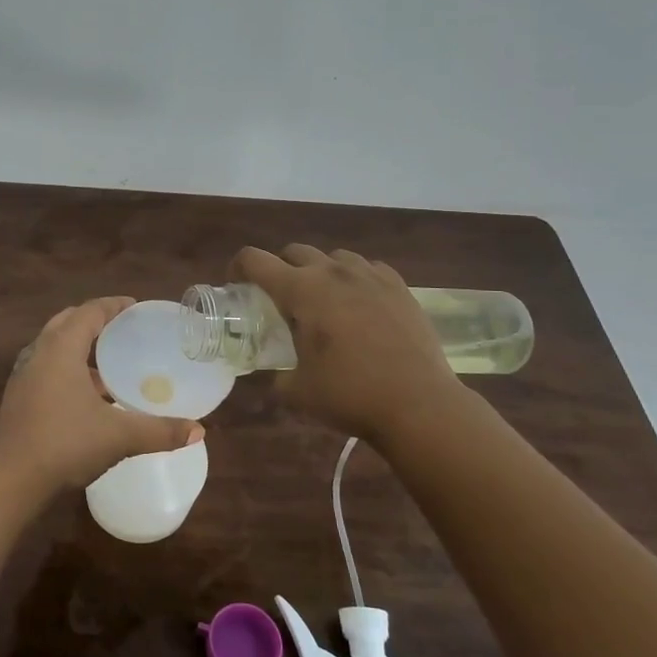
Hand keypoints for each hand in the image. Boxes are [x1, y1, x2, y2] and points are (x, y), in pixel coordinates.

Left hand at [0, 297, 202, 498]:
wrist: (10, 480)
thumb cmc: (65, 444)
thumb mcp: (119, 436)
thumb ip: (159, 431)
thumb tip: (199, 431)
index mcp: (61, 348)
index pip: (89, 312)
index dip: (113, 305)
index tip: (134, 307)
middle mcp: (39, 353)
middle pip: (67, 322)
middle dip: (94, 321)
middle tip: (122, 330)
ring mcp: (24, 376)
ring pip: (53, 347)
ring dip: (79, 348)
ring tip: (108, 365)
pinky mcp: (18, 398)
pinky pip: (46, 369)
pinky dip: (67, 370)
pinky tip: (87, 397)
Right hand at [230, 244, 465, 439]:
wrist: (420, 404)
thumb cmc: (350, 394)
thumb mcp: (297, 390)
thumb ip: (277, 374)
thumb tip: (275, 373)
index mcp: (301, 290)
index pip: (255, 260)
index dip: (238, 267)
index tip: (237, 286)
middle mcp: (333, 272)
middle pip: (294, 251)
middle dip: (279, 269)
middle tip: (279, 299)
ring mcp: (369, 276)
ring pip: (333, 256)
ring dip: (319, 271)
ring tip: (323, 301)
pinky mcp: (399, 287)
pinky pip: (368, 268)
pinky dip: (355, 279)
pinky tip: (359, 304)